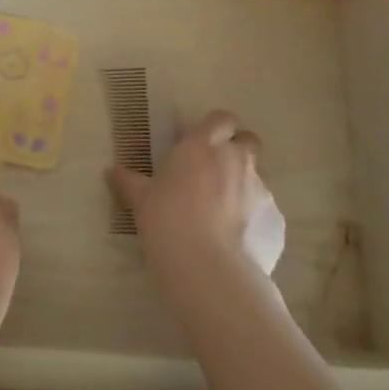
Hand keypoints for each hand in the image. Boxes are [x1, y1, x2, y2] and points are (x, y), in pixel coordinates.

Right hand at [107, 111, 285, 282]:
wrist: (210, 271)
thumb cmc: (168, 222)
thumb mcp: (141, 201)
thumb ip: (130, 181)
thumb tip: (112, 171)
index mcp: (203, 146)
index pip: (220, 118)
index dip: (215, 128)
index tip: (201, 143)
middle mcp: (237, 160)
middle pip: (248, 141)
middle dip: (237, 151)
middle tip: (216, 173)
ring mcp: (262, 190)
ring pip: (257, 178)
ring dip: (243, 188)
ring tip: (223, 216)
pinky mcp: (276, 221)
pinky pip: (265, 213)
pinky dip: (254, 221)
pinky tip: (236, 242)